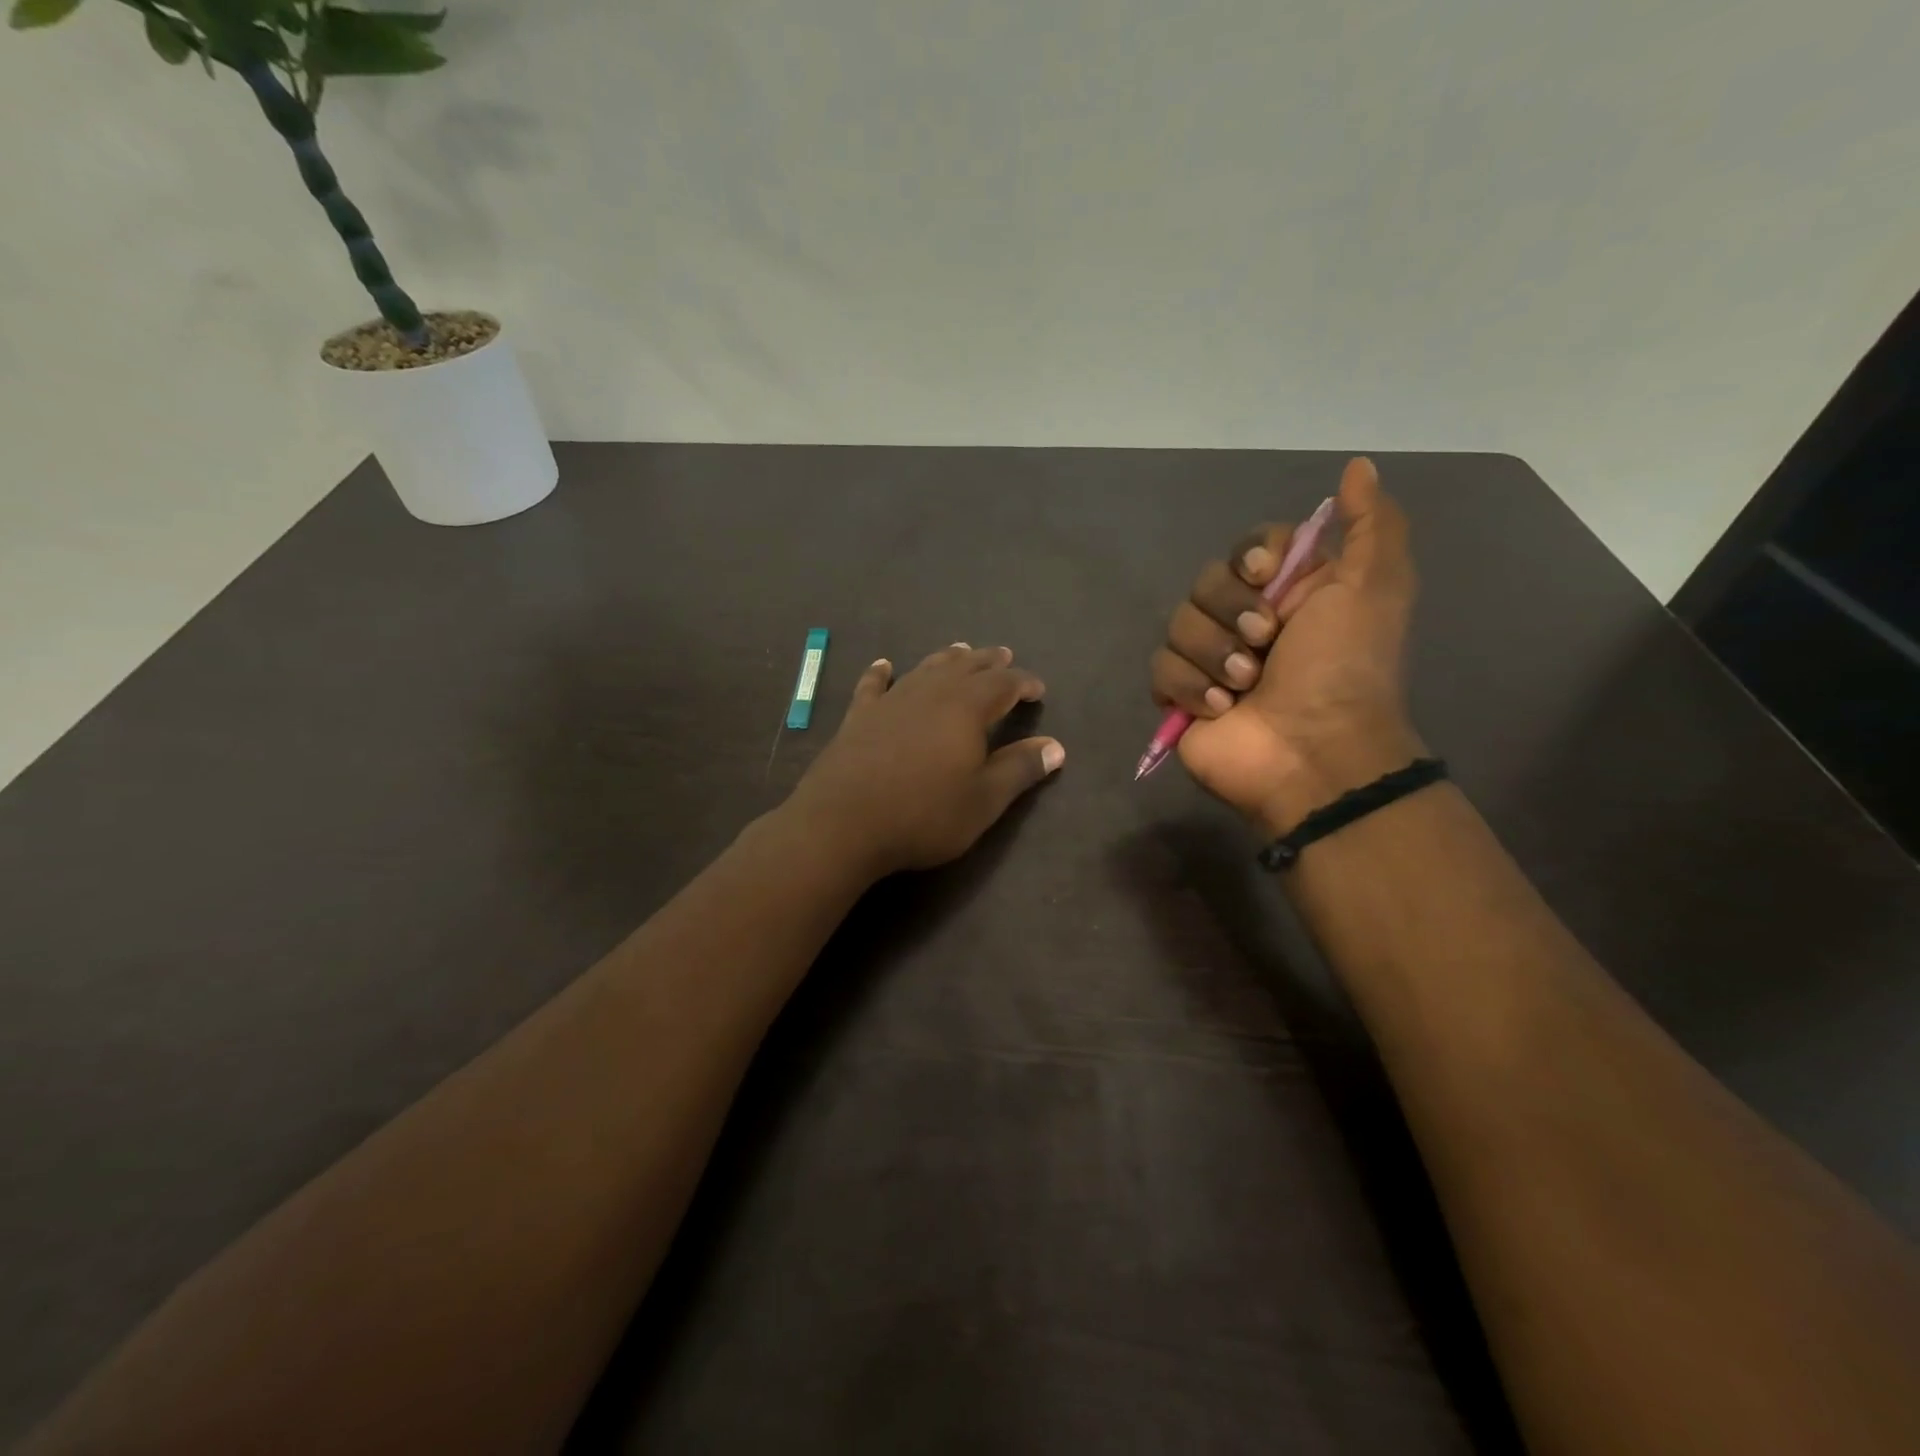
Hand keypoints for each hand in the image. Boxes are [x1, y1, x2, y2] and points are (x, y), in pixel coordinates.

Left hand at [791, 644, 1065, 876]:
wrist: (843, 823)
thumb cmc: (923, 814)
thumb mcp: (983, 800)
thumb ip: (1019, 769)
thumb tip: (1055, 746)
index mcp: (966, 708)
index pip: (1004, 685)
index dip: (1024, 683)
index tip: (1037, 689)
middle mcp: (930, 693)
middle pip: (966, 667)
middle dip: (989, 662)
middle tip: (1004, 656)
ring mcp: (891, 701)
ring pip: (926, 669)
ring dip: (947, 659)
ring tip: (961, 650)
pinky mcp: (859, 716)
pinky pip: (874, 685)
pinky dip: (881, 672)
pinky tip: (884, 665)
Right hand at [1149, 457, 1422, 830]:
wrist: (1314, 752)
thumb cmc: (1345, 668)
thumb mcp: (1375, 587)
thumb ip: (1371, 524)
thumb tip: (1358, 466)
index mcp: (1289, 593)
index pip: (1247, 549)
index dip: (1248, 557)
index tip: (1264, 575)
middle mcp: (1247, 621)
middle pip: (1205, 583)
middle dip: (1231, 611)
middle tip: (1264, 642)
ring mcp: (1210, 661)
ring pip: (1178, 625)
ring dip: (1213, 654)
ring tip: (1245, 685)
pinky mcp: (1181, 697)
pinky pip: (1160, 669)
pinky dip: (1189, 687)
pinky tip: (1221, 709)